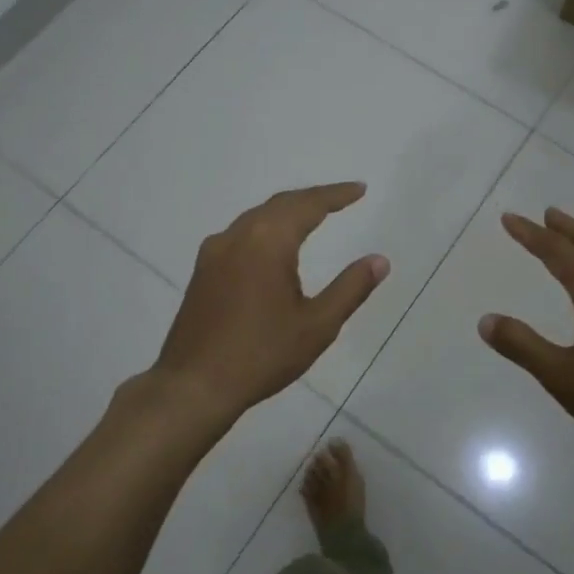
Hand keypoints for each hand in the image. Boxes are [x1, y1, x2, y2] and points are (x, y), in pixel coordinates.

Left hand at [148, 183, 388, 422]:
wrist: (194, 385)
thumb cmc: (261, 355)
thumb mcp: (317, 325)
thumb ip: (350, 288)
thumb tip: (380, 260)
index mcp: (267, 241)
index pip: (308, 204)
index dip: (336, 194)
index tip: (360, 189)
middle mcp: (237, 235)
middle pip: (280, 204)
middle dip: (313, 198)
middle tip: (342, 198)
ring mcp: (214, 251)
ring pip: (256, 217)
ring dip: (287, 211)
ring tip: (313, 216)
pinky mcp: (202, 270)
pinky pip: (240, 234)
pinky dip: (265, 228)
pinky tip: (273, 246)